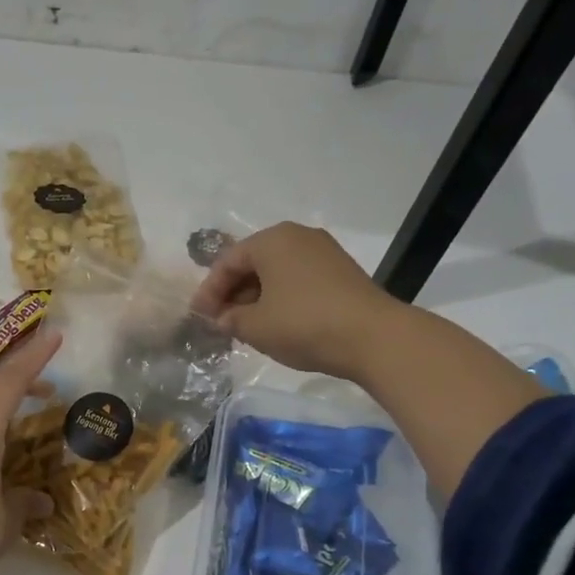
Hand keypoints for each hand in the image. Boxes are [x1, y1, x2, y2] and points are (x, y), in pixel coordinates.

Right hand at [190, 222, 393, 380]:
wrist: (374, 337)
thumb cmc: (304, 324)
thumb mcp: (255, 326)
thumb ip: (230, 319)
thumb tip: (224, 318)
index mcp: (271, 240)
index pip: (227, 262)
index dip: (209, 291)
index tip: (199, 317)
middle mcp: (297, 237)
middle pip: (253, 263)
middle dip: (233, 293)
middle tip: (221, 322)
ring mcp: (324, 252)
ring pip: (277, 272)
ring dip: (257, 297)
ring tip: (246, 325)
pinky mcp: (342, 272)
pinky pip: (298, 279)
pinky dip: (281, 298)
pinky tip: (277, 322)